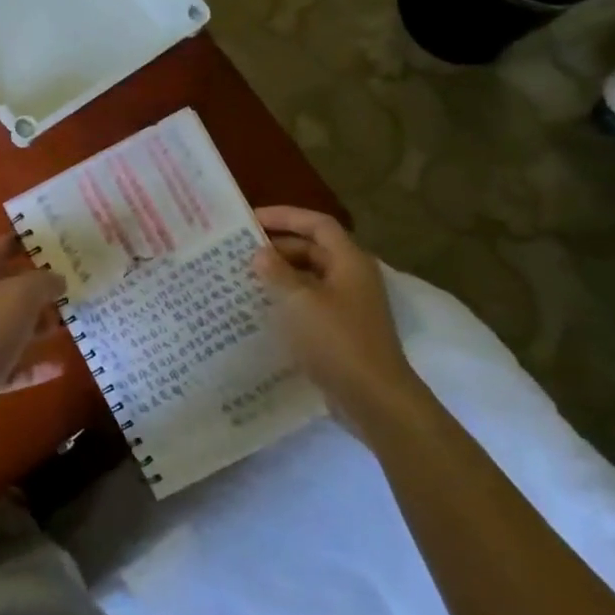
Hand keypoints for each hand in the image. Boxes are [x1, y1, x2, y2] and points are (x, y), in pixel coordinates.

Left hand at [0, 236, 66, 449]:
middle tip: (69, 285)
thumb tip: (57, 277)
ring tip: (69, 322)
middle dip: (35, 288)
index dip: (14, 241)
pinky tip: (59, 366)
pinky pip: (12, 367)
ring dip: (37, 326)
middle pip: (5, 291)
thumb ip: (42, 282)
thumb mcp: (19, 296)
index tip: (43, 238)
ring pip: (10, 329)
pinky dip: (33, 366)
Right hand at [253, 206, 425, 428]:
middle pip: (314, 249)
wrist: (374, 398)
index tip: (251, 219)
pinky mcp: (342, 330)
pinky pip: (310, 303)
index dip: (285, 216)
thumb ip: (277, 272)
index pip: (317, 224)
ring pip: (310, 278)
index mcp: (349, 261)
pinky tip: (262, 309)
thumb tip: (260, 253)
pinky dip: (288, 300)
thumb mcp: (299, 301)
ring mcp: (349, 305)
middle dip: (279, 247)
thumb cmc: (337, 340)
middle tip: (241, 252)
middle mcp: (352, 277)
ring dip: (281, 275)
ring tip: (245, 278)